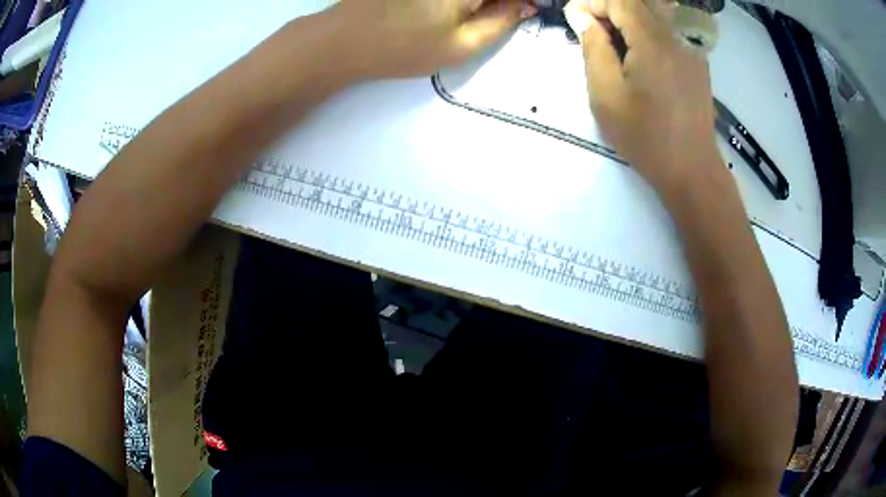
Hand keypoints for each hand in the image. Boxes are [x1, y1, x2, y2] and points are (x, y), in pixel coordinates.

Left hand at [330, 0, 536, 79]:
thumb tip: (526, 5)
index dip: (524, 0)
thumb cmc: (401, 49)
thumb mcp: (460, 47)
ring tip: (470, 13)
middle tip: (505, 10)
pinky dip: (462, 1)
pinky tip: (457, 8)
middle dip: (501, 0)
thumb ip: (501, 22)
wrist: (342, 39)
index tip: (529, 8)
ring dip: (482, 1)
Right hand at [565, 0, 718, 186]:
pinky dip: (648, 29)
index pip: (620, 1)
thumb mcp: (606, 94)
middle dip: (610, 8)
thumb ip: (593, 48)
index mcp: (653, 42)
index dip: (593, 3)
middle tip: (592, 30)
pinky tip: (639, 53)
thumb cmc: (645, 137)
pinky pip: (670, 29)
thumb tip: (582, 17)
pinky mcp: (697, 60)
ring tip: (614, 41)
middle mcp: (676, 36)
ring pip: (656, 12)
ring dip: (629, 18)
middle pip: (639, 3)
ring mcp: (691, 48)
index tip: (575, 20)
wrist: (692, 169)